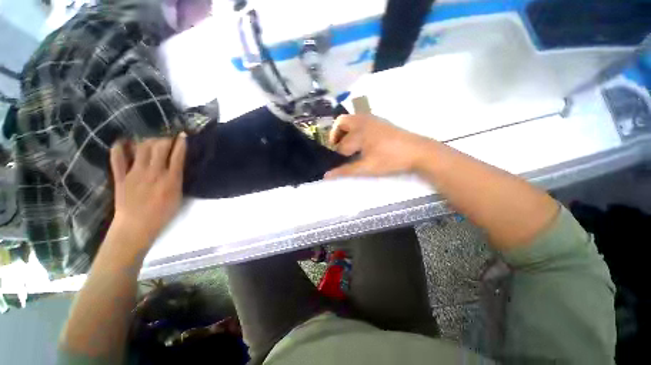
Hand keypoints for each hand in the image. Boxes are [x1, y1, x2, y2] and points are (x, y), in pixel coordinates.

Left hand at [109, 135, 186, 246]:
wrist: (136, 227)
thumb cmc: (162, 214)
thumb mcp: (178, 197)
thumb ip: (178, 179)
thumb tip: (178, 165)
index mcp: (171, 179)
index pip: (177, 155)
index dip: (181, 142)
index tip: (183, 135)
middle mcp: (153, 172)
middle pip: (160, 147)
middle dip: (166, 139)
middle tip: (169, 139)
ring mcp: (134, 173)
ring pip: (142, 148)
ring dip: (149, 140)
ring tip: (153, 141)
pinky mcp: (121, 177)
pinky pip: (117, 158)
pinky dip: (119, 147)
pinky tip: (123, 142)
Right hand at [325, 115, 433, 178]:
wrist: (418, 151)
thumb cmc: (391, 159)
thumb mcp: (366, 167)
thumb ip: (345, 171)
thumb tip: (326, 175)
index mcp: (359, 131)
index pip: (341, 145)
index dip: (337, 156)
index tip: (336, 165)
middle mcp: (363, 120)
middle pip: (341, 123)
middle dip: (336, 136)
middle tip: (338, 151)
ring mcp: (372, 119)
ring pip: (351, 120)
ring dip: (345, 132)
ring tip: (348, 148)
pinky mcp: (379, 122)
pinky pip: (360, 122)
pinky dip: (354, 130)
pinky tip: (361, 144)